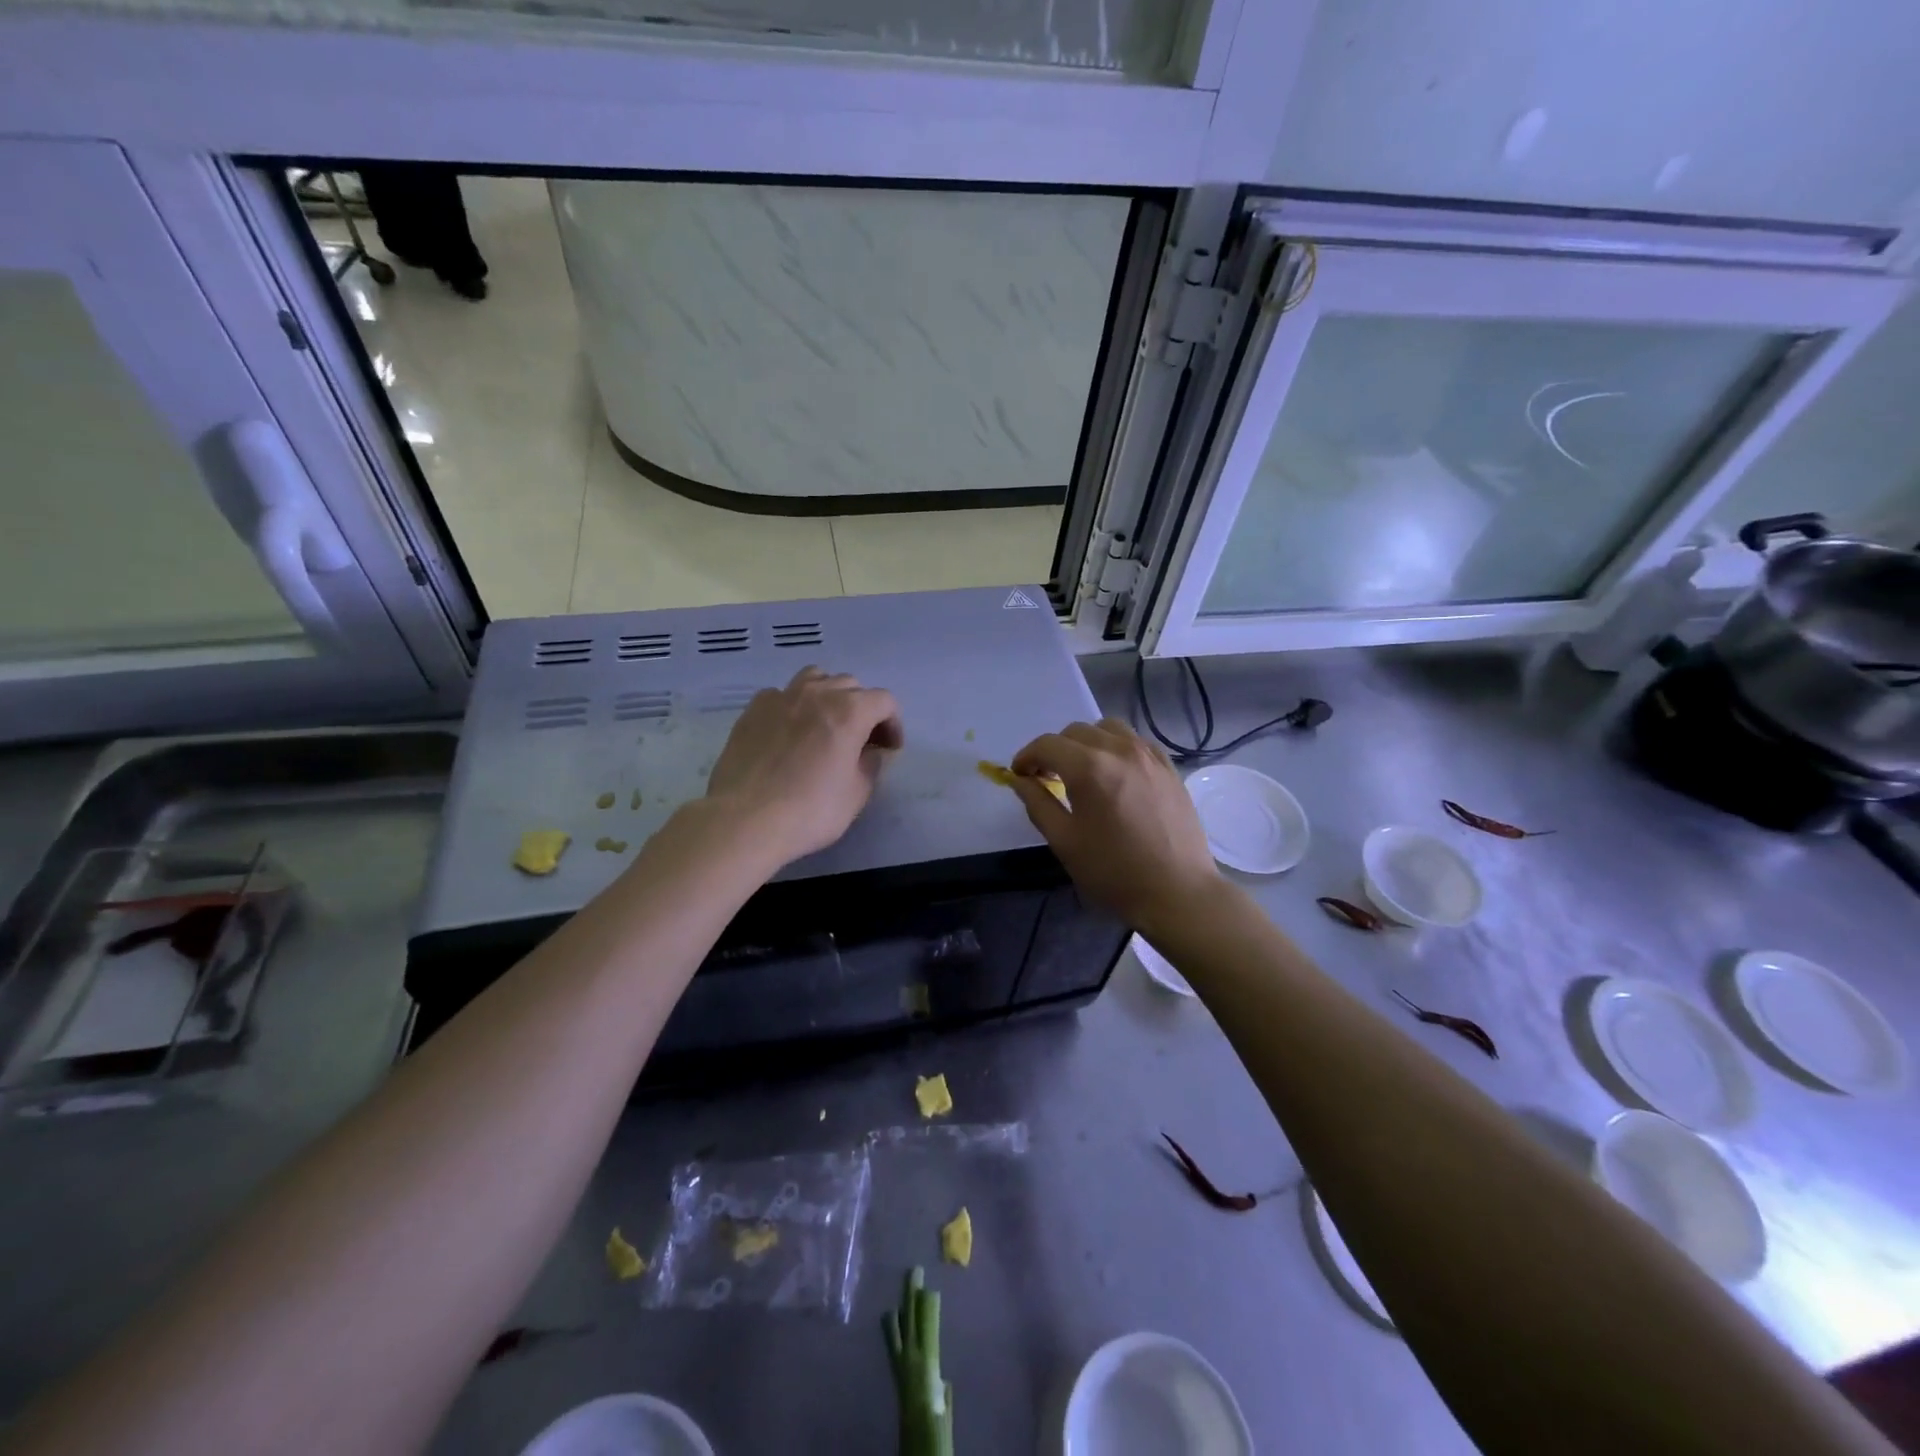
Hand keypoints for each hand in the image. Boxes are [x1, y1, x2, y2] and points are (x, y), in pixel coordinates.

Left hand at [705, 667, 903, 866]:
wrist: (745, 819)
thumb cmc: (810, 810)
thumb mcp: (857, 794)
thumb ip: (870, 765)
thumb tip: (869, 752)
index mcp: (849, 711)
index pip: (884, 701)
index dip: (893, 723)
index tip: (889, 749)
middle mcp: (817, 693)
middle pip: (850, 685)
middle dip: (862, 708)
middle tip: (860, 739)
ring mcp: (781, 697)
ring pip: (814, 678)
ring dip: (828, 695)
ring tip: (825, 723)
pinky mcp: (752, 710)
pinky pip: (781, 694)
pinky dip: (793, 705)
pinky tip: (789, 731)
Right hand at [1009, 718, 1222, 932]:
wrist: (1177, 892)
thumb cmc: (1113, 872)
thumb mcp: (1064, 841)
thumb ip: (1037, 803)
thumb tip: (1019, 780)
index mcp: (1089, 768)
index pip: (1047, 744)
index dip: (1026, 757)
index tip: (1019, 775)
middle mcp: (1119, 750)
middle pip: (1076, 731)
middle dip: (1054, 750)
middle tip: (1047, 777)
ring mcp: (1149, 756)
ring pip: (1108, 728)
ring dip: (1086, 742)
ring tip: (1082, 770)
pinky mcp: (1169, 767)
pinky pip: (1136, 741)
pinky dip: (1116, 747)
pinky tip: (1115, 773)